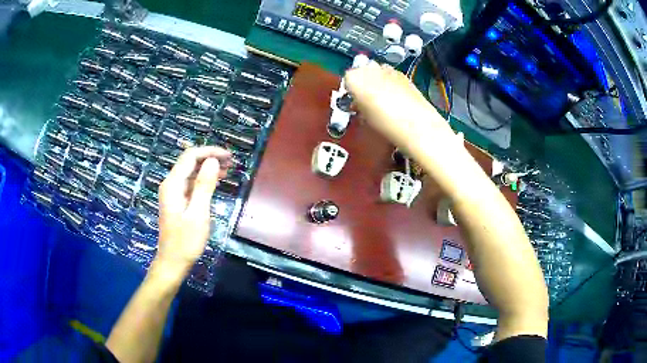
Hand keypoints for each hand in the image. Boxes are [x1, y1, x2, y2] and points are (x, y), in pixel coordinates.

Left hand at [155, 147, 231, 275]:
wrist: (173, 262)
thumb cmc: (186, 242)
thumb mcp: (198, 214)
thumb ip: (204, 186)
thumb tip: (213, 161)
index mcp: (172, 184)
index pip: (190, 156)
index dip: (209, 151)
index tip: (228, 156)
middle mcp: (170, 184)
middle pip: (189, 161)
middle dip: (209, 157)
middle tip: (231, 162)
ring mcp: (172, 192)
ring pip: (190, 171)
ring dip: (207, 167)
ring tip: (227, 170)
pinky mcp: (177, 200)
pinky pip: (190, 183)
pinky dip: (203, 179)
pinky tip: (215, 181)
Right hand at [344, 62, 454, 153]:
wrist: (415, 123)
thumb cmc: (385, 123)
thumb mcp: (364, 117)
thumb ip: (358, 105)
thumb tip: (359, 103)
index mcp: (354, 78)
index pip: (346, 79)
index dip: (350, 91)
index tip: (354, 101)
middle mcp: (369, 68)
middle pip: (361, 71)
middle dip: (363, 83)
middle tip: (367, 100)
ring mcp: (387, 69)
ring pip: (376, 71)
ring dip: (376, 81)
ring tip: (382, 99)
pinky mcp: (402, 73)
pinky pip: (390, 75)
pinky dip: (390, 82)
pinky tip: (395, 97)